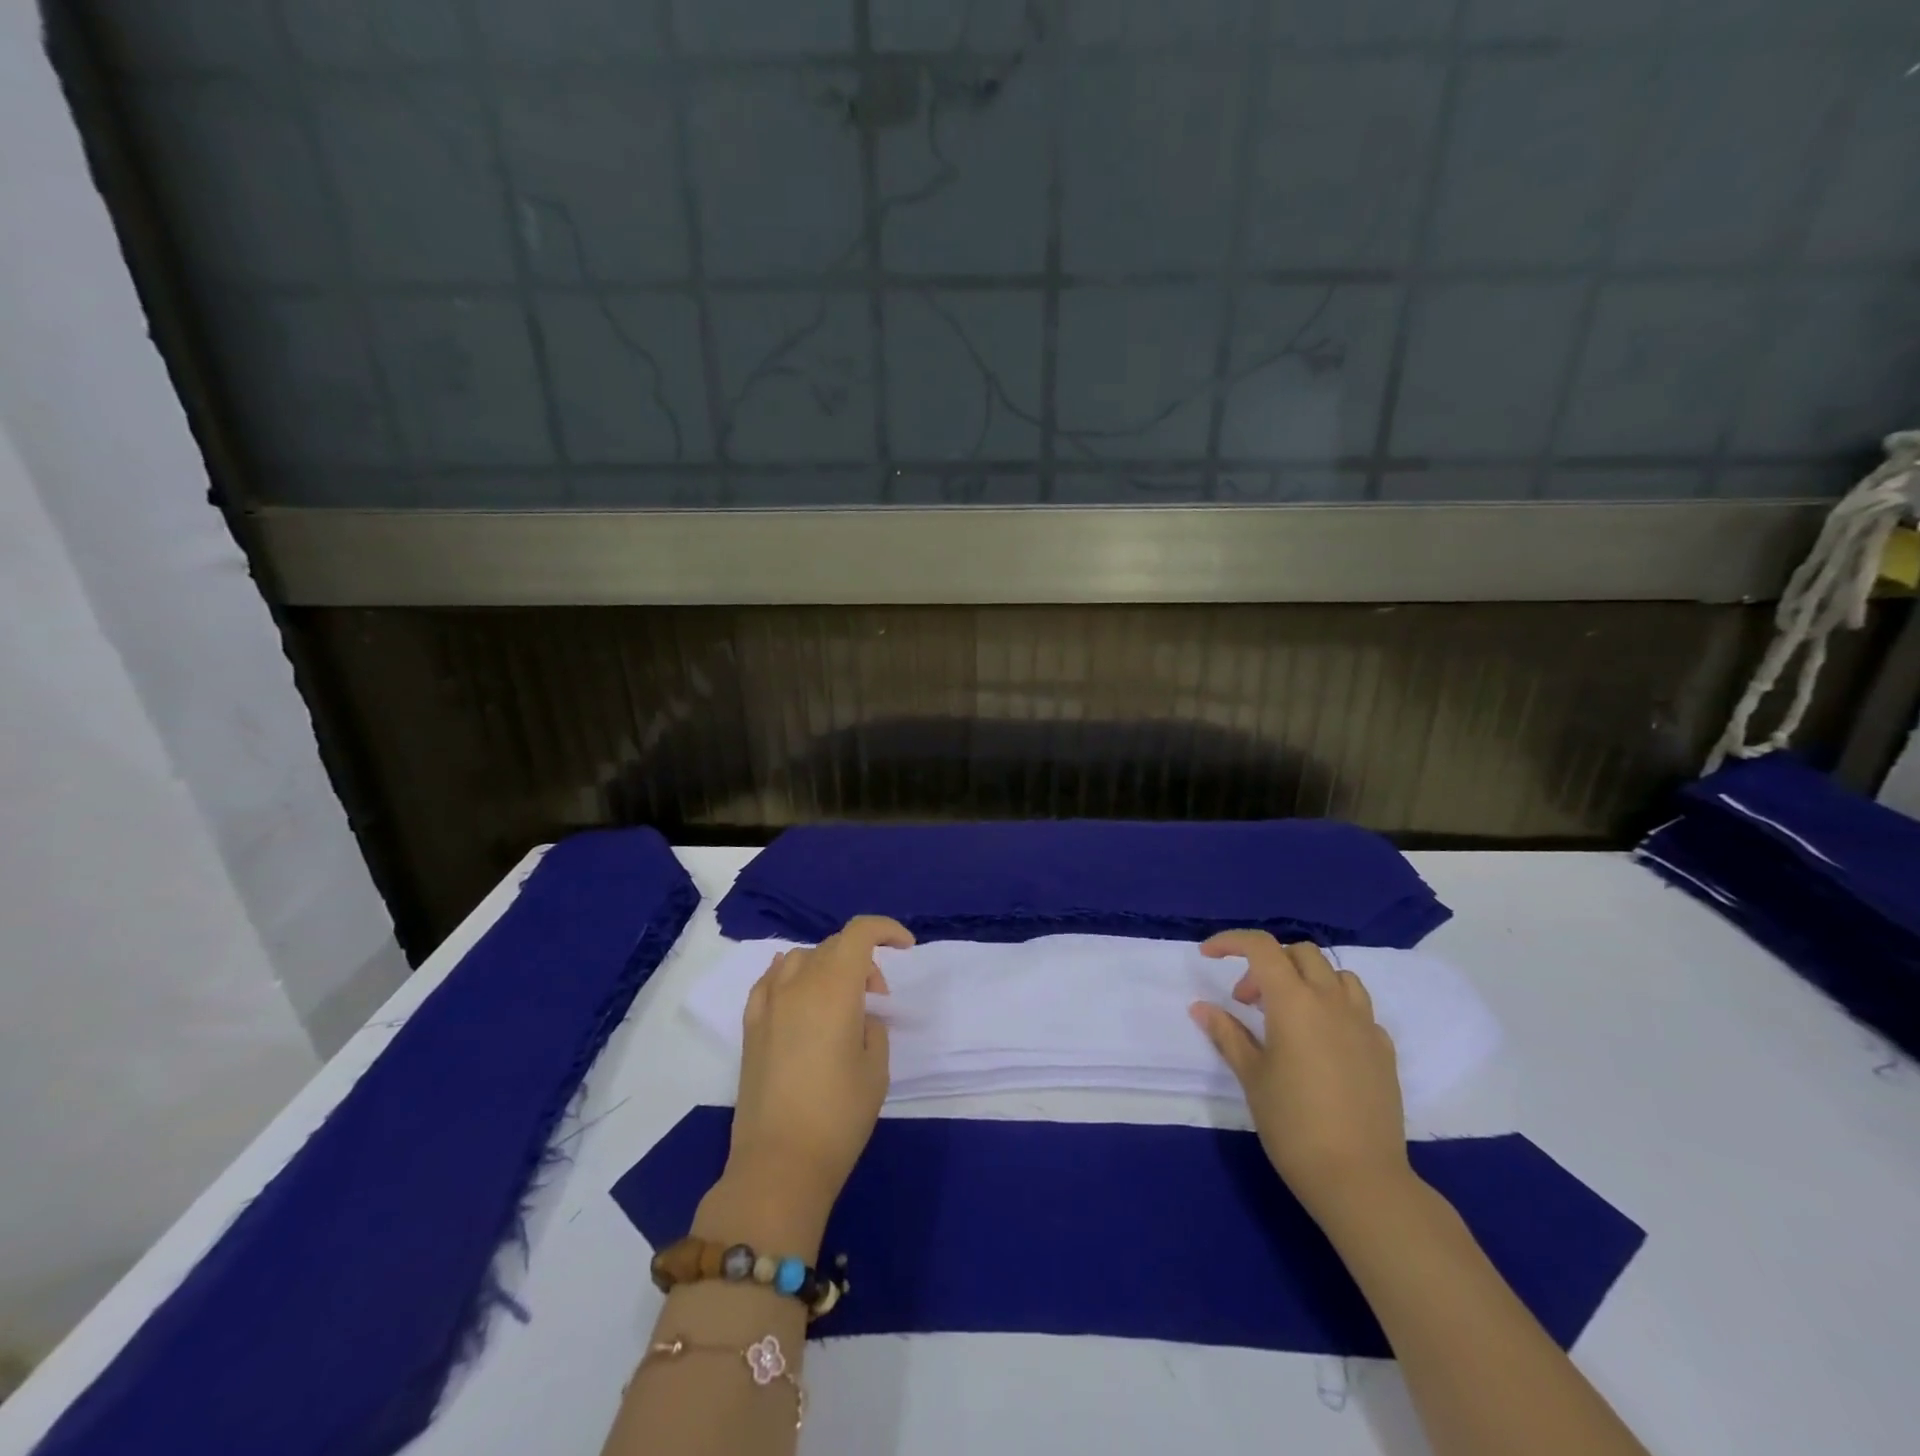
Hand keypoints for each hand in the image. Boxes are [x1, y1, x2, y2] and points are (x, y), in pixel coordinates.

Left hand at [718, 915, 912, 1238]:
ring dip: (828, 966)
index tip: (905, 948)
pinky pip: (771, 980)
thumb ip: (872, 1026)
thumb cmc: (838, 1116)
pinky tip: (800, 996)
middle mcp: (798, 984)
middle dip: (862, 959)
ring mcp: (768, 1003)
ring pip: (802, 958)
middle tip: (877, 998)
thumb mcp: (876, 1068)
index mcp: (834, 988)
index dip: (886, 930)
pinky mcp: (750, 1026)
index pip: (859, 933)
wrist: (778, 1164)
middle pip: (833, 945)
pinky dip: (792, 976)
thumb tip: (857, 1016)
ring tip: (840, 1000)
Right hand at [1189, 931, 1412, 1226]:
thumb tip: (1201, 1008)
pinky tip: (1320, 1041)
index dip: (1231, 942)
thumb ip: (1227, 1034)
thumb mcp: (1251, 1076)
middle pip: (1300, 953)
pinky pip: (1357, 1007)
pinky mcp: (1383, 1049)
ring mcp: (1364, 1024)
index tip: (1208, 956)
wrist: (1361, 1179)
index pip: (1262, 947)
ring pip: (1336, 975)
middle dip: (1267, 964)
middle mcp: (1332, 1001)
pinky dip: (1332, 1007)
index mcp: (1294, 1002)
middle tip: (1247, 1001)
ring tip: (1286, 1014)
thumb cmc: (1294, 1125)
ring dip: (1305, 979)